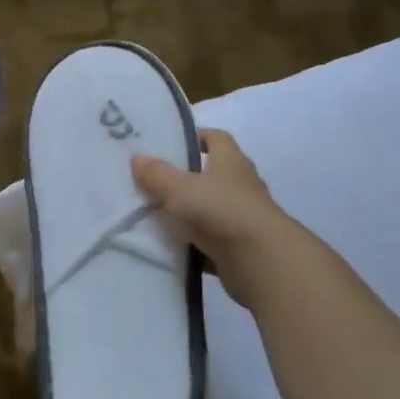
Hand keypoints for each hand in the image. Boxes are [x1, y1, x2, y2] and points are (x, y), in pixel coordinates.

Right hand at [131, 128, 302, 305]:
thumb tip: (137, 157)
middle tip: (152, 180)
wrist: (262, 262)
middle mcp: (240, 186)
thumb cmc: (221, 211)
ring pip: (209, 209)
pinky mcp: (239, 248)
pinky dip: (193, 243)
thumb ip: (157, 174)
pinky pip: (210, 241)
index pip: (216, 138)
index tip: (170, 142)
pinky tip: (169, 247)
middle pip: (211, 174)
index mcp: (231, 162)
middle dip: (185, 177)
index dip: (196, 136)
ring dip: (188, 212)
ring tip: (153, 215)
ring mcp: (242, 218)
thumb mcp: (180, 188)